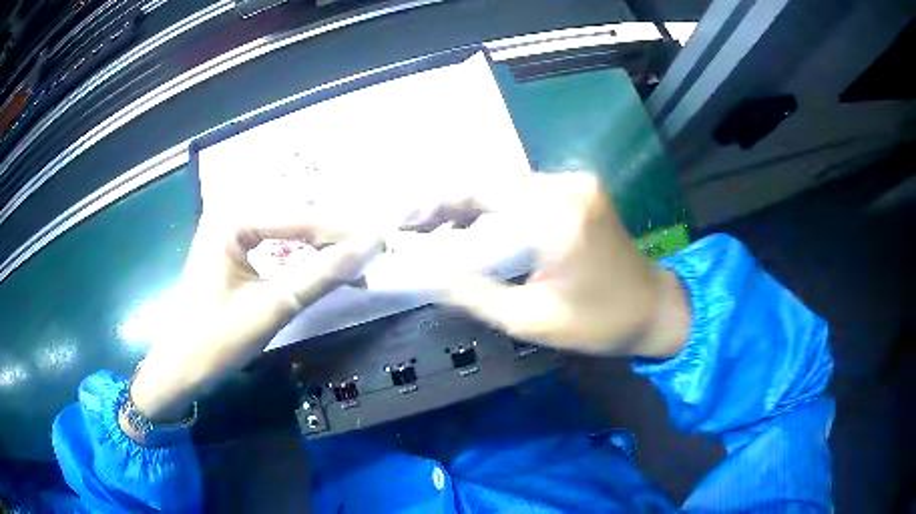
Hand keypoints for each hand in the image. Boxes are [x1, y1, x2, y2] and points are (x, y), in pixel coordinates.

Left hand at [124, 212, 382, 432]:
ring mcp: (229, 228)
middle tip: (372, 250)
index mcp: (231, 217)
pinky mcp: (232, 246)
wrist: (181, 367)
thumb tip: (372, 247)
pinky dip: (302, 253)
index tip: (382, 242)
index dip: (342, 231)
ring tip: (355, 257)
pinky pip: (276, 239)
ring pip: (288, 225)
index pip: (298, 216)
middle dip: (334, 234)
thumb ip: (322, 275)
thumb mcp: (273, 307)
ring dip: (321, 242)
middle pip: (294, 215)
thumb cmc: (217, 339)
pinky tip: (323, 262)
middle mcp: (230, 211)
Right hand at [404, 171, 689, 356]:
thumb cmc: (598, 323)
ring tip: (436, 230)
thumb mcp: (531, 321)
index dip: (435, 205)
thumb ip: (474, 294)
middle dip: (447, 202)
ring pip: (506, 182)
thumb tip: (426, 275)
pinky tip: (477, 225)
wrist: (653, 307)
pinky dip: (496, 204)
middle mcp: (567, 187)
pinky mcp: (581, 187)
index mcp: (557, 220)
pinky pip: (526, 189)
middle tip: (414, 228)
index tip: (402, 224)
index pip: (480, 194)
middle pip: (490, 181)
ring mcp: (577, 182)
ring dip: (470, 203)